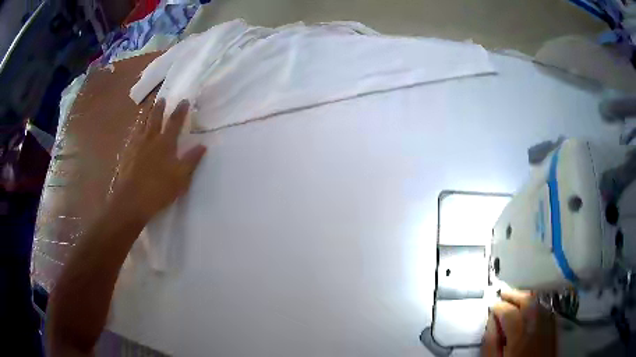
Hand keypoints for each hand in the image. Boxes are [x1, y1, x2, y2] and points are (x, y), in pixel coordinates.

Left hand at [110, 99, 206, 223]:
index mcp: (165, 143)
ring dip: (146, 114)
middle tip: (162, 98)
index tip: (184, 100)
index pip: (174, 122)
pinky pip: (132, 136)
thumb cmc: (158, 190)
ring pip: (141, 124)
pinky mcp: (126, 154)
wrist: (131, 201)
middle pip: (155, 118)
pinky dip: (135, 129)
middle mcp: (150, 139)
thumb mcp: (180, 178)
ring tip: (148, 107)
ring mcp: (136, 145)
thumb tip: (203, 145)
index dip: (180, 110)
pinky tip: (135, 130)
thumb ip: (191, 161)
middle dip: (160, 108)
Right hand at [482, 290, 555, 356]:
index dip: (499, 306)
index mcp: (519, 338)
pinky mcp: (553, 332)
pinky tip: (532, 308)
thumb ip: (491, 343)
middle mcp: (536, 329)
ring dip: (527, 298)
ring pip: (540, 305)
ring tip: (516, 297)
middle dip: (515, 294)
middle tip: (503, 292)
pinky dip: (538, 306)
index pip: (509, 313)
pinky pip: (547, 312)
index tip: (491, 304)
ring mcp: (547, 329)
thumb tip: (491, 321)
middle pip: (528, 303)